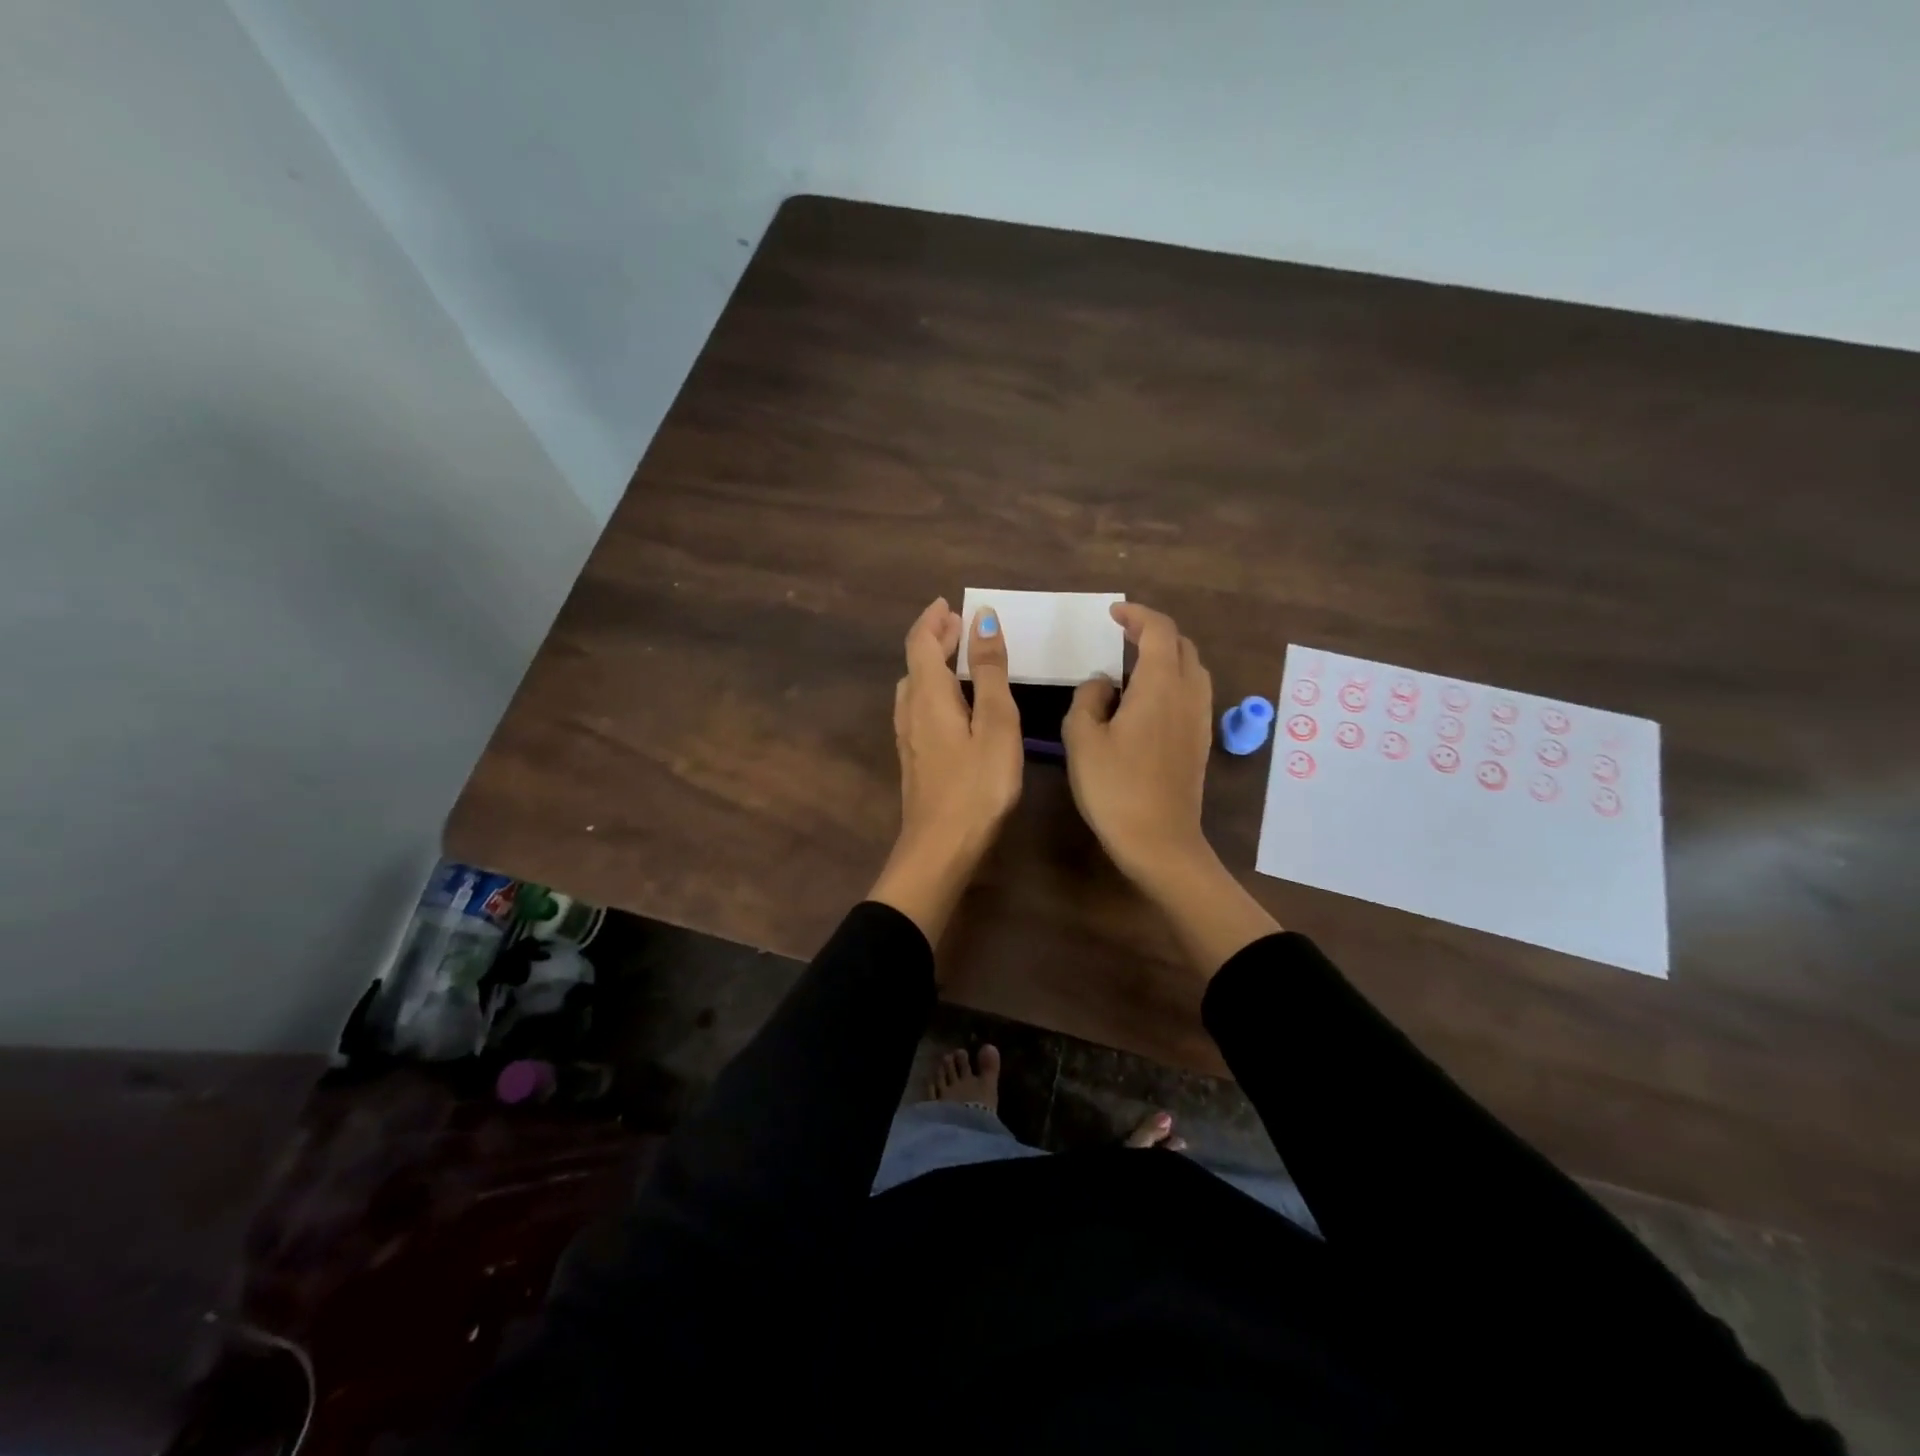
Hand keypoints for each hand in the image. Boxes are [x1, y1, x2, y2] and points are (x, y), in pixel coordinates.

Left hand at [868, 598, 1022, 944]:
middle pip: (915, 663)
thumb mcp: (995, 724)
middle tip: (959, 626)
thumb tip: (981, 618)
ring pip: (914, 688)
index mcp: (928, 696)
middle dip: (935, 639)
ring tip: (958, 658)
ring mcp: (908, 739)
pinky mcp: (915, 760)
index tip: (949, 604)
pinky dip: (933, 690)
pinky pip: (919, 709)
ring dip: (932, 665)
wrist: (941, 848)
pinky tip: (950, 704)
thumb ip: (989, 672)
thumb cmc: (976, 786)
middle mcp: (911, 711)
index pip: (921, 643)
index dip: (933, 620)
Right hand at [1062, 602, 1213, 883]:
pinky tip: (1147, 701)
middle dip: (1153, 631)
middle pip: (1181, 645)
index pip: (1158, 630)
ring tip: (1133, 665)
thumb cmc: (1115, 788)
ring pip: (1191, 669)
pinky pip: (1192, 693)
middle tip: (1122, 634)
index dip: (1137, 614)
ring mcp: (1199, 718)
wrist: (1159, 841)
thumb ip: (1088, 699)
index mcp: (1159, 685)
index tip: (1114, 614)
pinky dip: (1172, 680)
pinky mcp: (1200, 741)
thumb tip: (1103, 684)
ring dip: (1166, 656)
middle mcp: (1187, 694)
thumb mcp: (1082, 739)